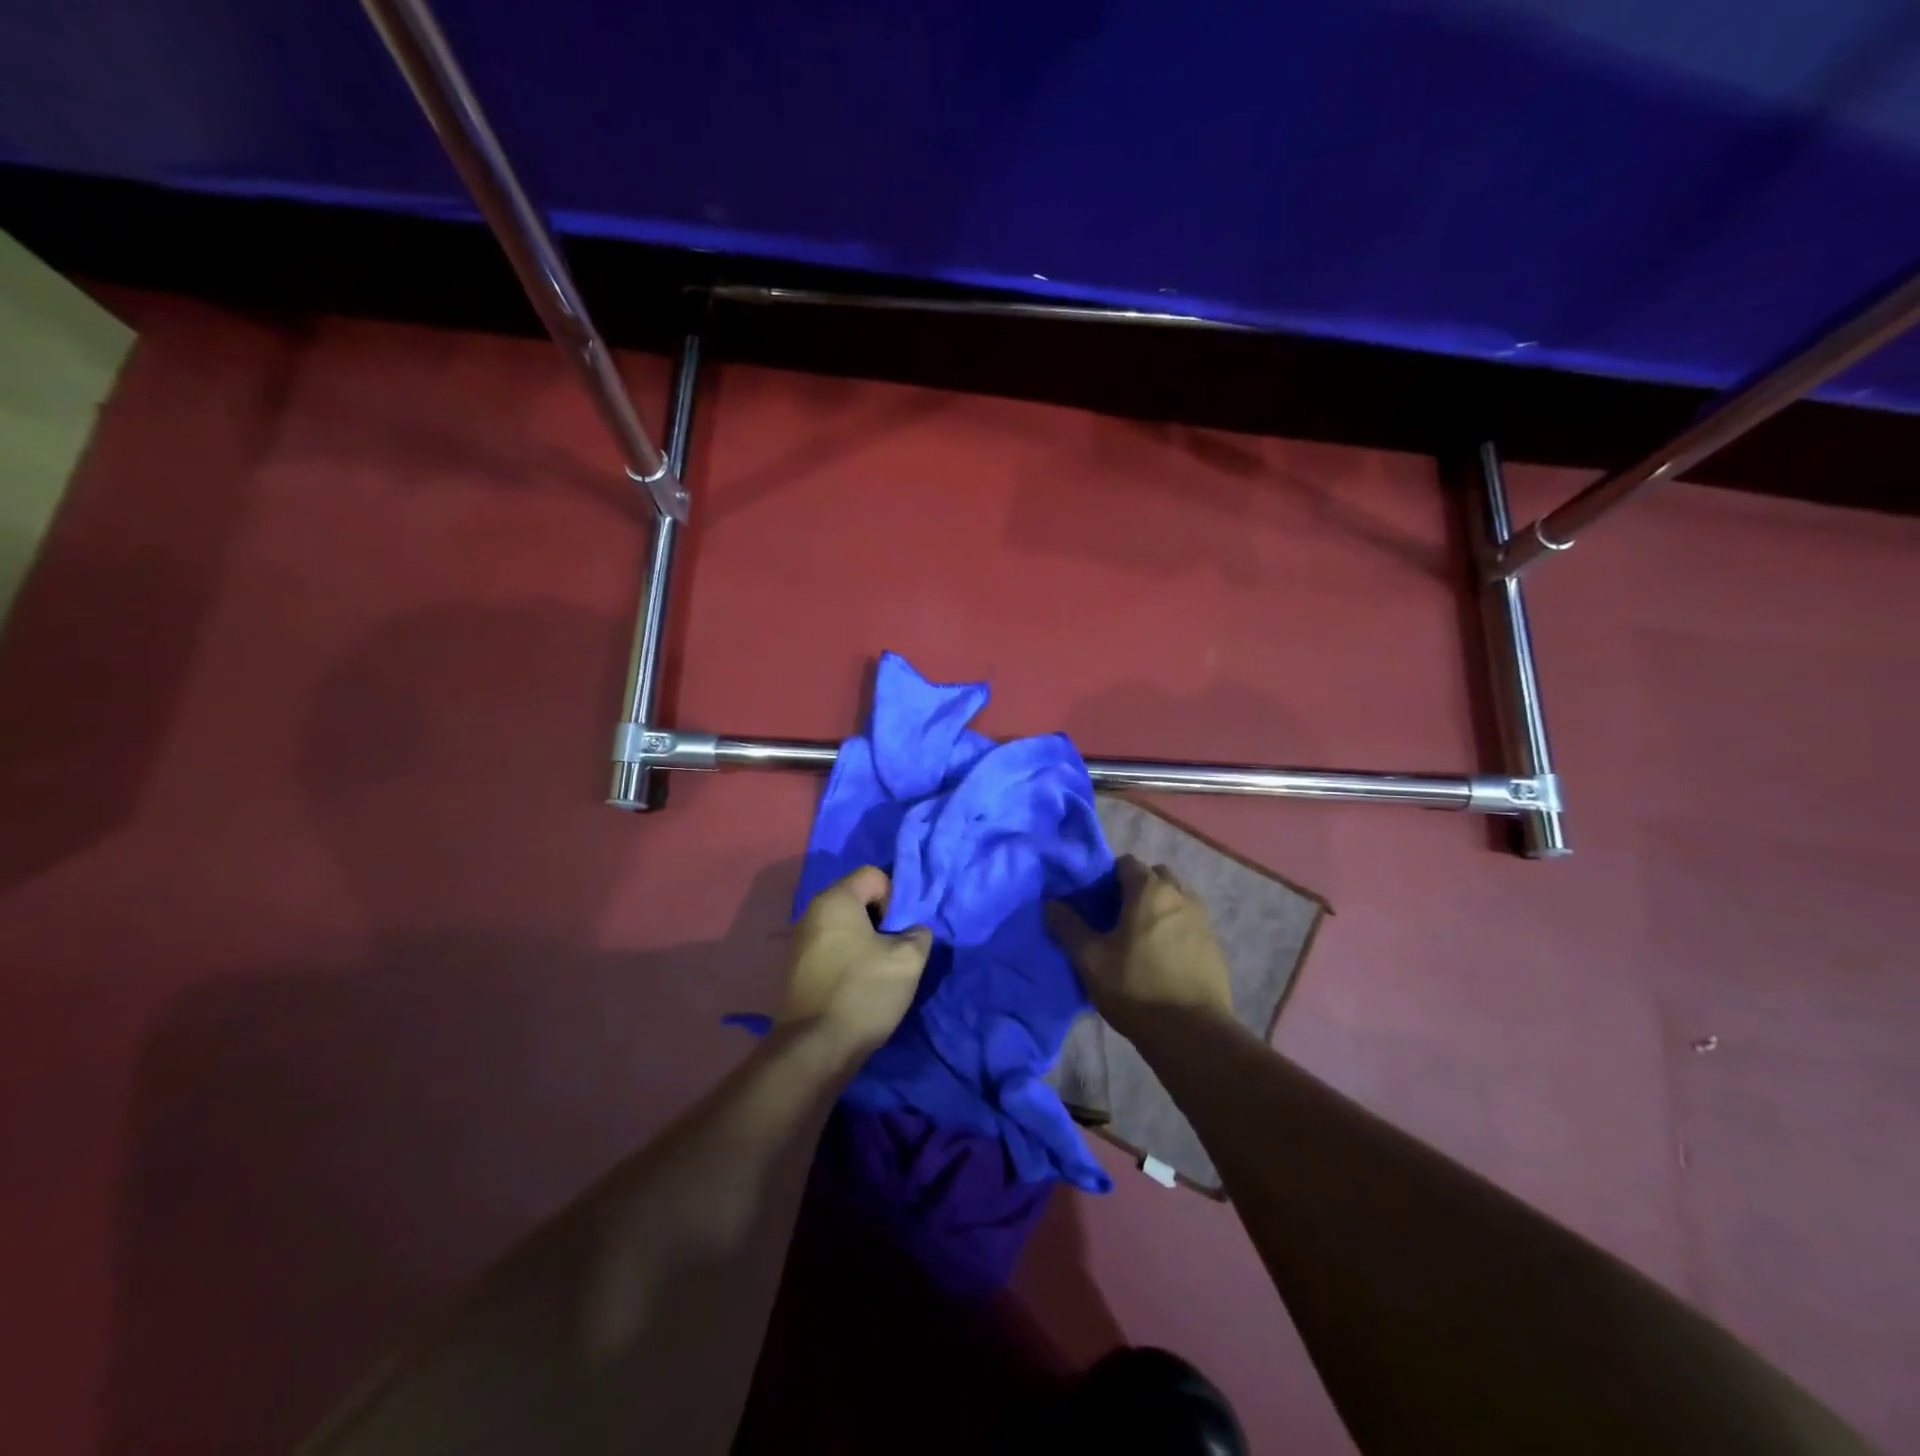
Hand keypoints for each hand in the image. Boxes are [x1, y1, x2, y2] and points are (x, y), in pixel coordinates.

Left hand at [780, 866, 932, 1060]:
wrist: (815, 1048)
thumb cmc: (863, 992)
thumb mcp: (907, 960)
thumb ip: (918, 934)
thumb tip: (913, 932)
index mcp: (835, 900)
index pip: (873, 875)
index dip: (895, 897)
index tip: (900, 930)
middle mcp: (812, 912)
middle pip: (858, 900)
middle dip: (882, 921)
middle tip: (896, 952)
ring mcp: (802, 942)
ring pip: (846, 928)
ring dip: (867, 943)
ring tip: (880, 972)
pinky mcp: (799, 969)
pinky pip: (833, 949)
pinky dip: (850, 960)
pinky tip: (860, 987)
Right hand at [1048, 854, 1234, 1042]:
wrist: (1192, 1034)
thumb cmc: (1136, 988)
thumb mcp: (1090, 959)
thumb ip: (1068, 927)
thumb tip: (1051, 904)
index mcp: (1149, 891)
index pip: (1127, 863)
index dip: (1108, 877)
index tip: (1096, 902)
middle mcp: (1180, 895)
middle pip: (1156, 876)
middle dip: (1137, 888)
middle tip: (1117, 918)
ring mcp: (1203, 920)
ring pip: (1177, 899)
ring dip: (1159, 908)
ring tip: (1141, 939)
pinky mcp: (1215, 945)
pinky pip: (1190, 923)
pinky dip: (1176, 929)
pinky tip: (1163, 958)